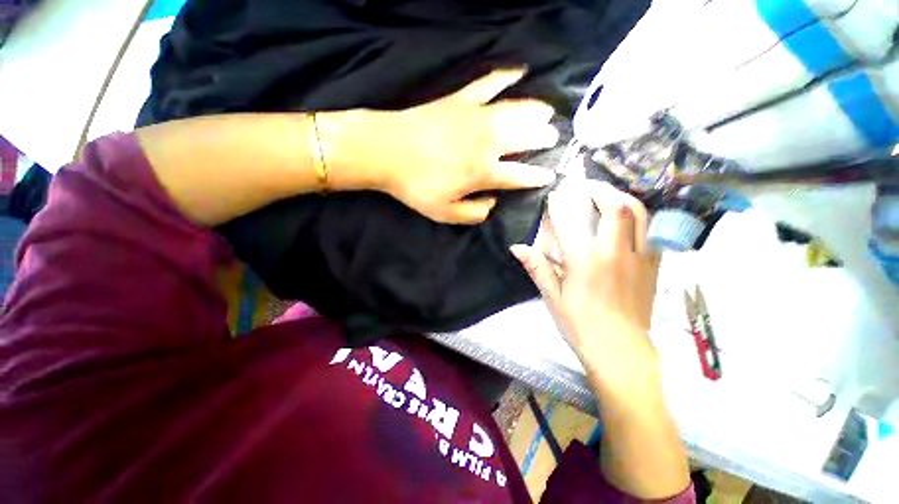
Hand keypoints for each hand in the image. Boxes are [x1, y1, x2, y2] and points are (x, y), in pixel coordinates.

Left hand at [320, 69, 558, 223]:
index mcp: (484, 172)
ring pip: (516, 109)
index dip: (537, 177)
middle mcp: (488, 142)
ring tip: (548, 112)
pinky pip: (488, 83)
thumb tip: (492, 203)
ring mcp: (475, 117)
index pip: (520, 175)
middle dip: (544, 139)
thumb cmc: (416, 186)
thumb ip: (474, 213)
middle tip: (553, 138)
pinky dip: (505, 76)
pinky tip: (519, 70)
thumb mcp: (445, 213)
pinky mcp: (460, 100)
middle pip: (525, 137)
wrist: (386, 151)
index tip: (549, 176)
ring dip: (536, 110)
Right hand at [510, 181, 661, 385]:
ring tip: (608, 195)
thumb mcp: (552, 297)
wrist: (620, 350)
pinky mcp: (653, 265)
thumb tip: (517, 247)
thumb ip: (536, 267)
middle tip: (584, 185)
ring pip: (638, 213)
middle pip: (613, 206)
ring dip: (622, 197)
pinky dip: (639, 216)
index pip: (571, 220)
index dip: (561, 203)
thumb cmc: (580, 325)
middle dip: (597, 189)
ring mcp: (639, 257)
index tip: (555, 195)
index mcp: (585, 261)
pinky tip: (627, 219)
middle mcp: (614, 252)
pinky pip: (651, 230)